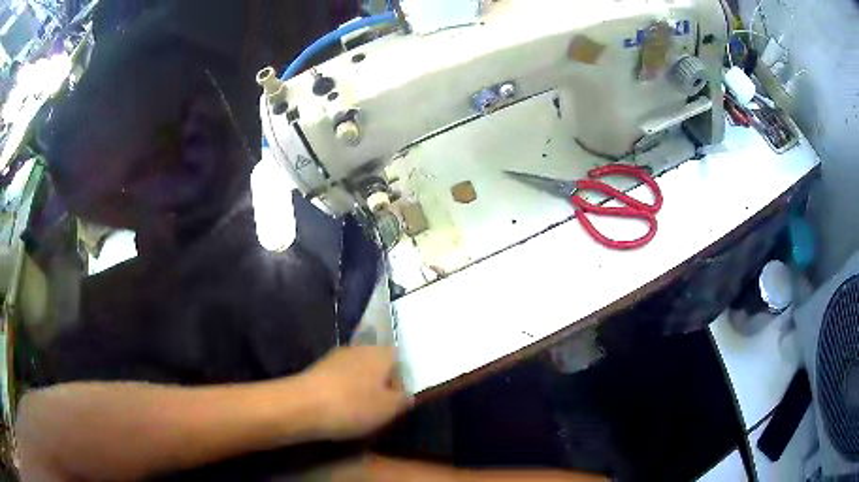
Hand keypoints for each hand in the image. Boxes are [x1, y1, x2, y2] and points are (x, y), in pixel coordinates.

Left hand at [302, 346, 411, 440]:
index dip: (403, 379)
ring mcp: (336, 356)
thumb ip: (404, 399)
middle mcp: (360, 348)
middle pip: (379, 364)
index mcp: (382, 353)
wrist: (302, 405)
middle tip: (382, 408)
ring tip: (360, 411)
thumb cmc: (353, 406)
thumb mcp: (390, 408)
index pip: (401, 359)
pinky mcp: (318, 368)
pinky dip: (344, 391)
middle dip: (382, 384)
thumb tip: (407, 393)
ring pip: (358, 371)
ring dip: (362, 388)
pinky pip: (340, 378)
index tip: (400, 400)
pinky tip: (340, 407)